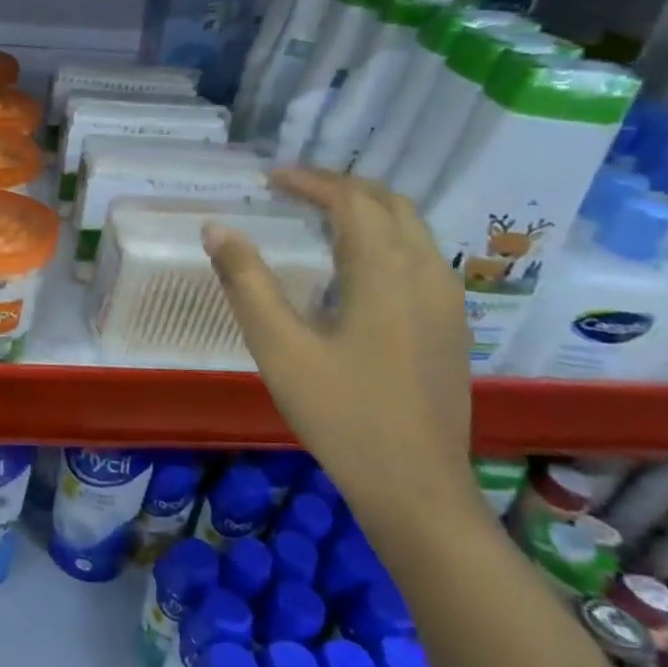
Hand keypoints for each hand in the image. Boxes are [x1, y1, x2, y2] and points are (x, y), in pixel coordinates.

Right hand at [204, 169, 479, 540]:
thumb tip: (216, 228)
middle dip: (342, 187)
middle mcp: (427, 273)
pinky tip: (356, 268)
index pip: (351, 200)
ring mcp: (448, 301)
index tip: (270, 179)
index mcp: (386, 272)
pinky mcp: (451, 326)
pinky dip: (386, 238)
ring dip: (367, 210)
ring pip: (413, 229)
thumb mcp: (280, 348)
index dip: (310, 181)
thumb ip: (247, 282)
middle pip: (390, 204)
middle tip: (294, 190)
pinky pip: (421, 257)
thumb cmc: (341, 414)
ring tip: (321, 217)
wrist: (416, 487)